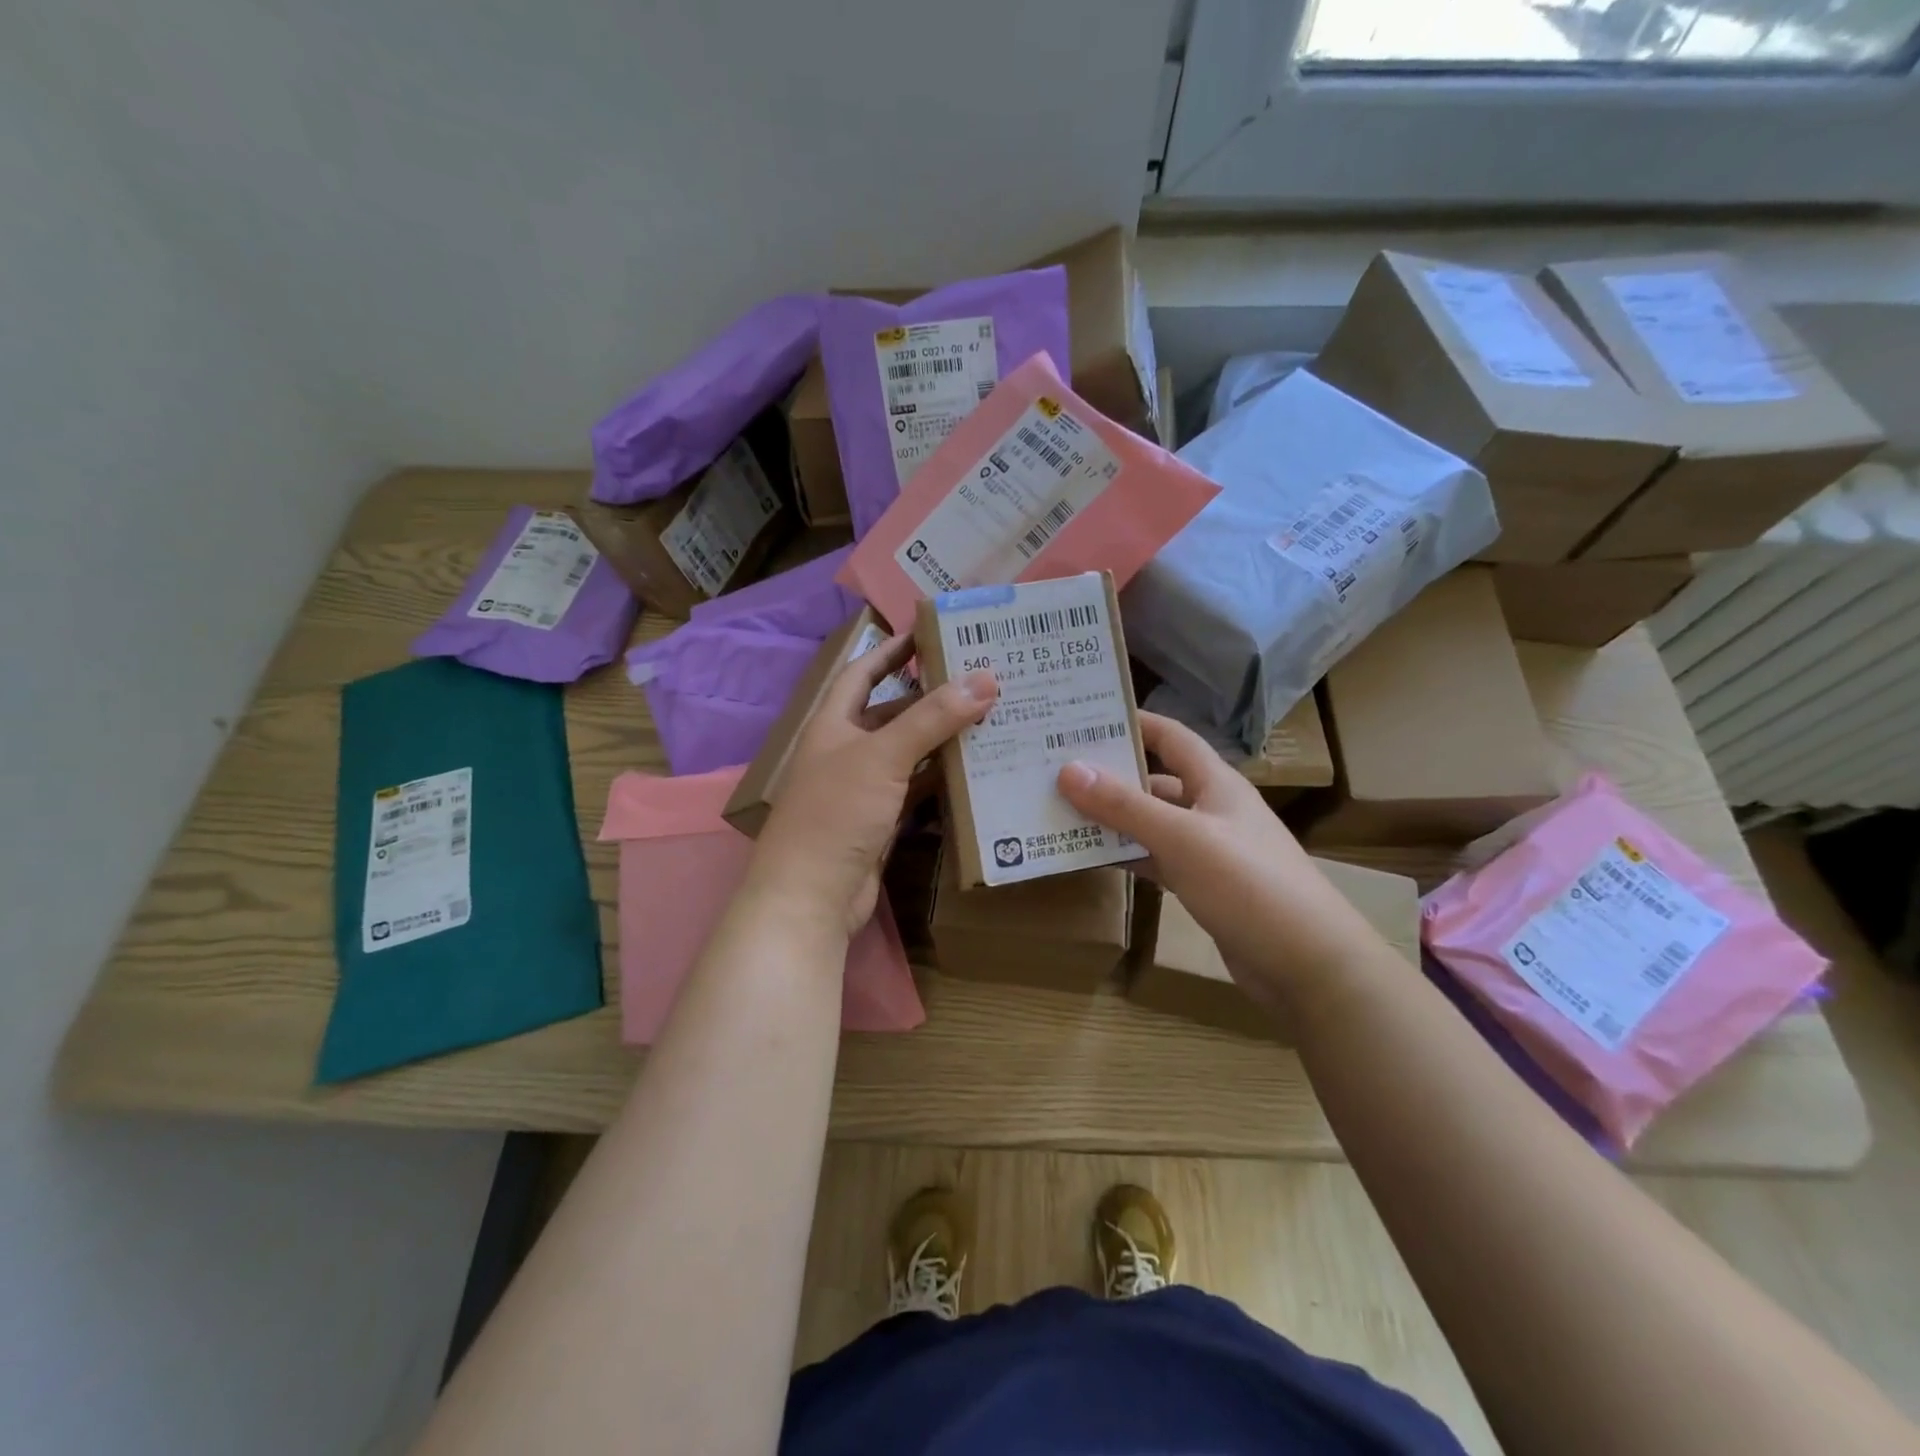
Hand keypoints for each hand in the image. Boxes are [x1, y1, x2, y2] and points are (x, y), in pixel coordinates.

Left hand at [751, 633, 996, 938]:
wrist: (811, 897)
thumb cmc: (836, 813)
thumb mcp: (882, 756)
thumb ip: (932, 717)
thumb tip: (985, 678)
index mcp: (832, 724)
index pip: (862, 673)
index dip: (891, 650)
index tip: (929, 632)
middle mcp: (846, 751)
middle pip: (892, 712)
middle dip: (930, 696)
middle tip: (979, 679)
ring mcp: (864, 789)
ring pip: (908, 752)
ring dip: (941, 738)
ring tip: (989, 717)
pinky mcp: (881, 821)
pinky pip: (916, 788)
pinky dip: (941, 777)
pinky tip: (976, 768)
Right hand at [1056, 712, 1384, 1003]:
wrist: (1308, 964)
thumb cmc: (1249, 885)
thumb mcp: (1182, 838)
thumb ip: (1125, 805)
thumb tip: (1069, 769)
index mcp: (1216, 783)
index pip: (1171, 737)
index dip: (1133, 723)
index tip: (1084, 718)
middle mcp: (1211, 809)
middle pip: (1154, 780)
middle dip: (1110, 775)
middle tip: (1055, 770)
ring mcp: (1207, 850)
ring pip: (1150, 823)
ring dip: (1112, 819)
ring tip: (1060, 811)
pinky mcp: (1202, 886)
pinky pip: (1155, 859)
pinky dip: (1126, 855)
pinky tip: (1090, 857)